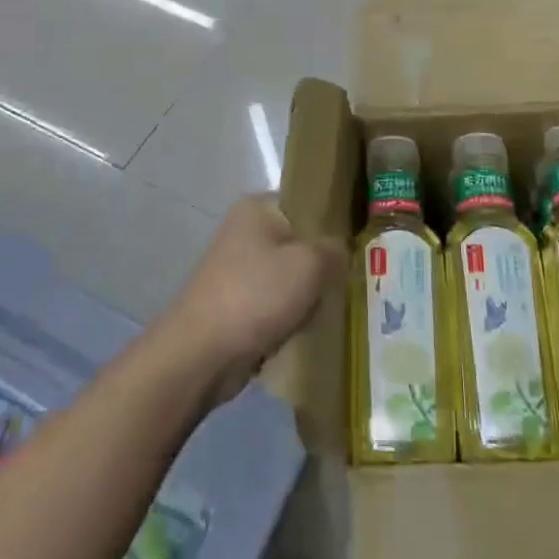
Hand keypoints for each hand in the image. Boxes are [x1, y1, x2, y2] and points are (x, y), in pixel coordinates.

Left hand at [164, 194, 342, 406]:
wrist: (201, 355)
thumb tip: (341, 250)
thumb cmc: (256, 295)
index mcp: (258, 206)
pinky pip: (275, 302)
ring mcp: (237, 267)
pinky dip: (288, 316)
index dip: (333, 222)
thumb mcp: (309, 264)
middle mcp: (245, 230)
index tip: (356, 245)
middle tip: (343, 282)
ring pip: (290, 275)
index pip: (307, 202)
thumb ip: (334, 249)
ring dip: (305, 295)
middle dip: (320, 265)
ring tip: (323, 310)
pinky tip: (301, 330)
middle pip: (300, 241)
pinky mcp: (235, 302)